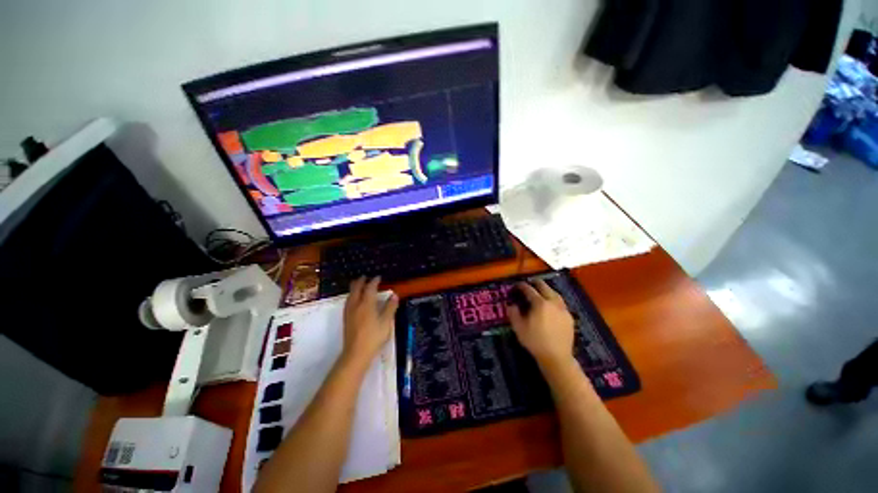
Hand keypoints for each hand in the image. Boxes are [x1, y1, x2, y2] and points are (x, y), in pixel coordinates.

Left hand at [341, 276, 398, 366]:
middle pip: (356, 288)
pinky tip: (354, 300)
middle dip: (361, 281)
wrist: (356, 353)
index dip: (374, 281)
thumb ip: (390, 307)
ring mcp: (349, 312)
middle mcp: (356, 305)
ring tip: (359, 285)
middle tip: (365, 277)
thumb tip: (394, 295)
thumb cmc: (374, 336)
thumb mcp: (386, 322)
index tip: (378, 277)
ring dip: (355, 287)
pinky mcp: (346, 318)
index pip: (370, 288)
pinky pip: (348, 301)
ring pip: (350, 294)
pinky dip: (352, 295)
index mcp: (367, 304)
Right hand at [507, 280, 575, 366]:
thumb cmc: (535, 342)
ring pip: (555, 294)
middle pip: (545, 287)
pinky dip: (554, 299)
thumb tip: (511, 304)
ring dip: (547, 290)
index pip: (529, 290)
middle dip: (536, 283)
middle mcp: (553, 303)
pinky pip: (561, 303)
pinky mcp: (569, 317)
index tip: (517, 285)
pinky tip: (552, 304)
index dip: (522, 286)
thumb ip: (513, 313)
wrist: (557, 357)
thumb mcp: (519, 328)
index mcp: (540, 304)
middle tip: (530, 283)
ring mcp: (563, 310)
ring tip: (542, 290)